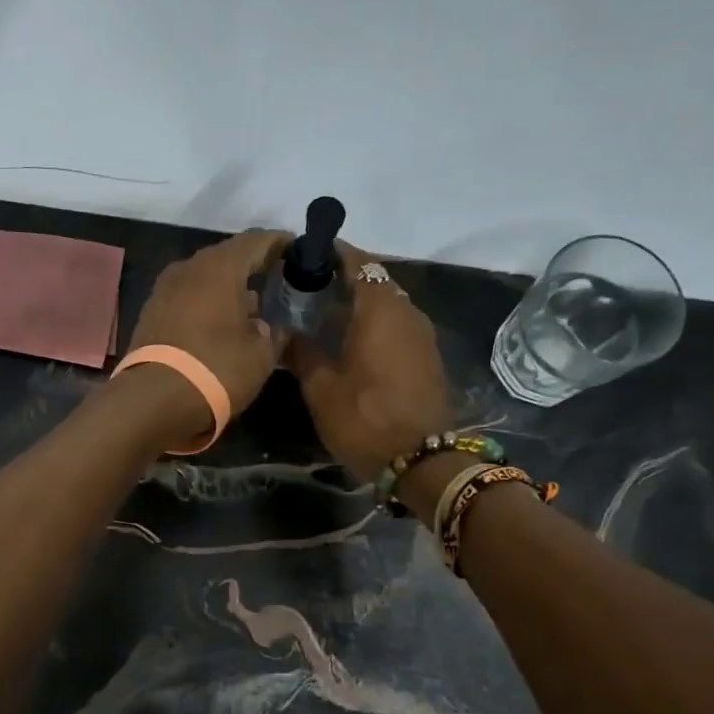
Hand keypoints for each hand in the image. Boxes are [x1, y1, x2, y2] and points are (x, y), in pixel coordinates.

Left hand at [124, 229, 289, 438]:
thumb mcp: (260, 357)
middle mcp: (189, 268)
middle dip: (252, 267)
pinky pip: (187, 298)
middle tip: (275, 279)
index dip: (279, 243)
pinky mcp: (150, 314)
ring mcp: (164, 290)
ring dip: (227, 289)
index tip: (296, 250)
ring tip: (250, 308)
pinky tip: (220, 325)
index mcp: (220, 267)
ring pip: (204, 279)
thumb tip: (272, 327)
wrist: (152, 401)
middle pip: (227, 257)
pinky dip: (206, 305)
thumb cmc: (216, 370)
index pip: (256, 241)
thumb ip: (274, 335)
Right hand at [289, 242, 454, 480]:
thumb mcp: (321, 388)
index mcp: (379, 308)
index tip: (304, 255)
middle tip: (306, 288)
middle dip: (342, 278)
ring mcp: (421, 333)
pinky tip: (350, 340)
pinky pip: (396, 324)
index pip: (357, 261)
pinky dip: (374, 322)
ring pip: (386, 302)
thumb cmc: (365, 419)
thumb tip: (286, 330)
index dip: (331, 253)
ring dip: (359, 302)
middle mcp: (406, 310)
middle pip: (373, 279)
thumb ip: (303, 351)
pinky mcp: (426, 355)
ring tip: (324, 314)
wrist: (422, 460)